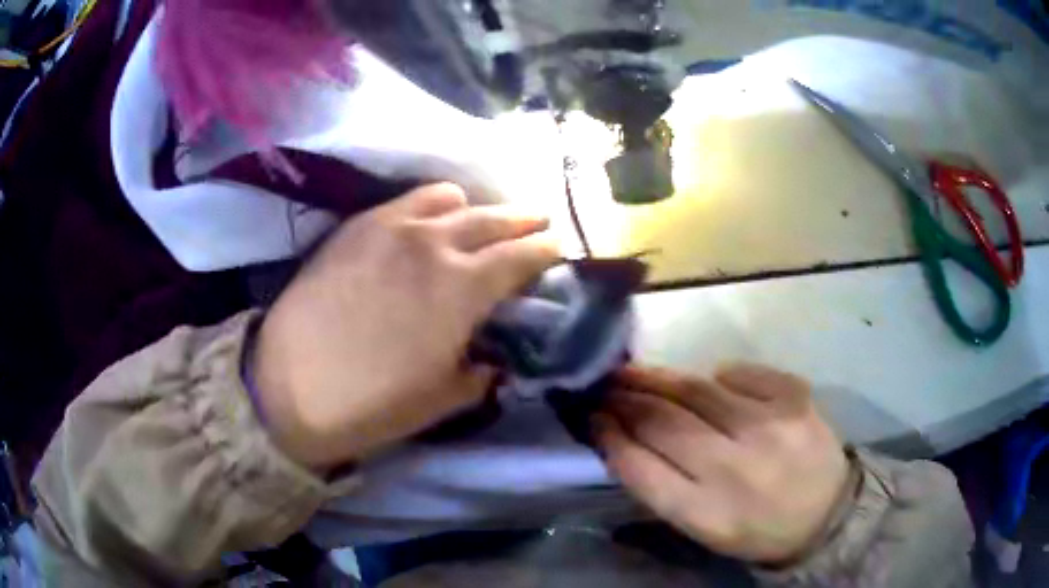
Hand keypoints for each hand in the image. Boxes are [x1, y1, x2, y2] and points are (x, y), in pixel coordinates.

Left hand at [252, 183, 558, 469]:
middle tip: (537, 224)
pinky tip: (427, 222)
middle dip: (525, 220)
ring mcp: (392, 226)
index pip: (524, 255)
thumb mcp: (446, 398)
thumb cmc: (374, 403)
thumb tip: (494, 357)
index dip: (548, 251)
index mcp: (465, 287)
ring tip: (477, 224)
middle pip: (495, 217)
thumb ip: (482, 371)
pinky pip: (407, 199)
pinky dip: (431, 206)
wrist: (291, 386)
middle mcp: (435, 243)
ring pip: (451, 197)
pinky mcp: (358, 224)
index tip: (558, 250)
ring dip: (475, 209)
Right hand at [594, 363, 849, 564]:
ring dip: (658, 378)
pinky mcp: (795, 397)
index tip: (592, 417)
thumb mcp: (703, 528)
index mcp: (706, 513)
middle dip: (625, 399)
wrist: (828, 513)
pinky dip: (718, 376)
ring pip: (696, 389)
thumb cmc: (756, 528)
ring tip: (637, 372)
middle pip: (663, 423)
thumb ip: (662, 488)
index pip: (640, 468)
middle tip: (605, 384)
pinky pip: (740, 373)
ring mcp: (769, 427)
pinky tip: (714, 384)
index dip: (609, 437)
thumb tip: (624, 437)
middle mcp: (734, 469)